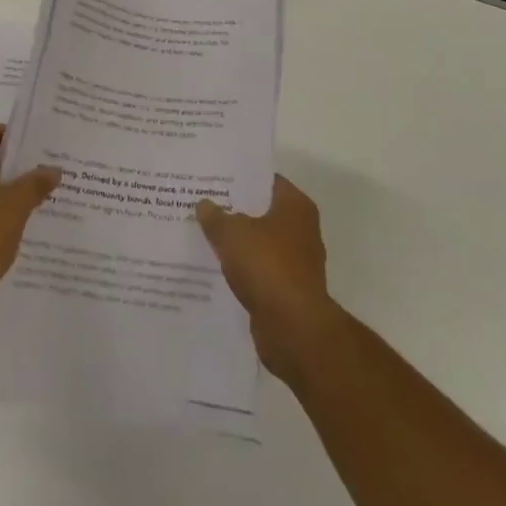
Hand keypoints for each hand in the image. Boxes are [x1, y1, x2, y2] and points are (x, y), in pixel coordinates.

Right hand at [197, 175, 340, 383]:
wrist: (293, 329)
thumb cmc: (267, 266)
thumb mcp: (231, 233)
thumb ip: (215, 216)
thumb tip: (204, 204)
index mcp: (295, 206)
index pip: (266, 180)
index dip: (241, 177)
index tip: (215, 176)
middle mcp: (302, 230)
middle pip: (263, 211)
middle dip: (236, 210)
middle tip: (204, 203)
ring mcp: (297, 262)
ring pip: (260, 243)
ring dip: (239, 242)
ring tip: (206, 234)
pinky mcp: (289, 291)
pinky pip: (260, 271)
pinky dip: (243, 269)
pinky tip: (217, 267)